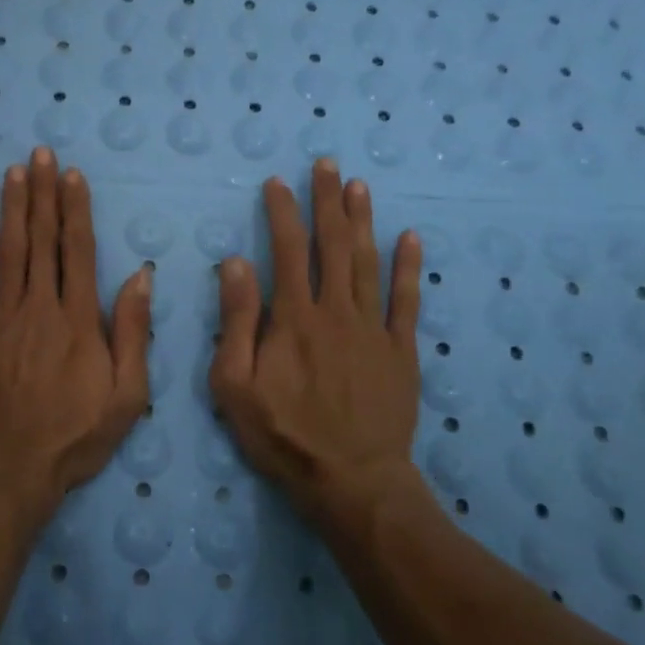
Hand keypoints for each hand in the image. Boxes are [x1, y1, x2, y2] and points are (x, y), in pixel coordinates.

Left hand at [0, 147, 152, 520]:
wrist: (6, 468)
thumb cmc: (73, 436)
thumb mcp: (126, 395)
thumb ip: (132, 332)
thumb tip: (140, 276)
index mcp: (79, 318)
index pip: (78, 250)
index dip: (76, 209)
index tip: (73, 176)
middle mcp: (39, 305)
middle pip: (42, 239)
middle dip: (44, 193)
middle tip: (42, 153)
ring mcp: (0, 315)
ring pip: (9, 249)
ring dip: (12, 206)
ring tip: (14, 171)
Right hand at [210, 159, 425, 521]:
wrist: (352, 480)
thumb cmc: (283, 434)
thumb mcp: (234, 385)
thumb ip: (236, 321)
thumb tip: (235, 263)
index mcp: (293, 318)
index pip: (285, 251)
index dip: (281, 213)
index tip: (278, 182)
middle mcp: (335, 311)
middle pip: (331, 245)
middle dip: (327, 202)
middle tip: (327, 164)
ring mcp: (373, 329)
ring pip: (367, 263)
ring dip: (362, 221)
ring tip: (358, 186)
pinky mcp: (401, 351)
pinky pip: (406, 301)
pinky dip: (408, 268)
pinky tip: (410, 238)